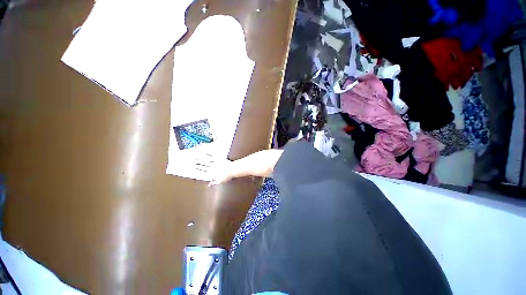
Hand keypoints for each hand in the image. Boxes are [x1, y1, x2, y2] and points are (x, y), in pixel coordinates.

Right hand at [194, 154, 236, 185]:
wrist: (232, 170)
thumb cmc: (227, 176)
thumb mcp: (220, 181)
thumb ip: (214, 183)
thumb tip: (209, 184)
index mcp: (212, 173)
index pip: (202, 171)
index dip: (197, 169)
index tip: (192, 168)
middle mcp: (212, 167)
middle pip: (202, 165)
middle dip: (197, 163)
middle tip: (191, 161)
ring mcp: (215, 162)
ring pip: (206, 160)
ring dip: (200, 159)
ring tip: (195, 157)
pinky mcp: (219, 158)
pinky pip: (212, 155)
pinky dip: (208, 153)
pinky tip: (204, 151)